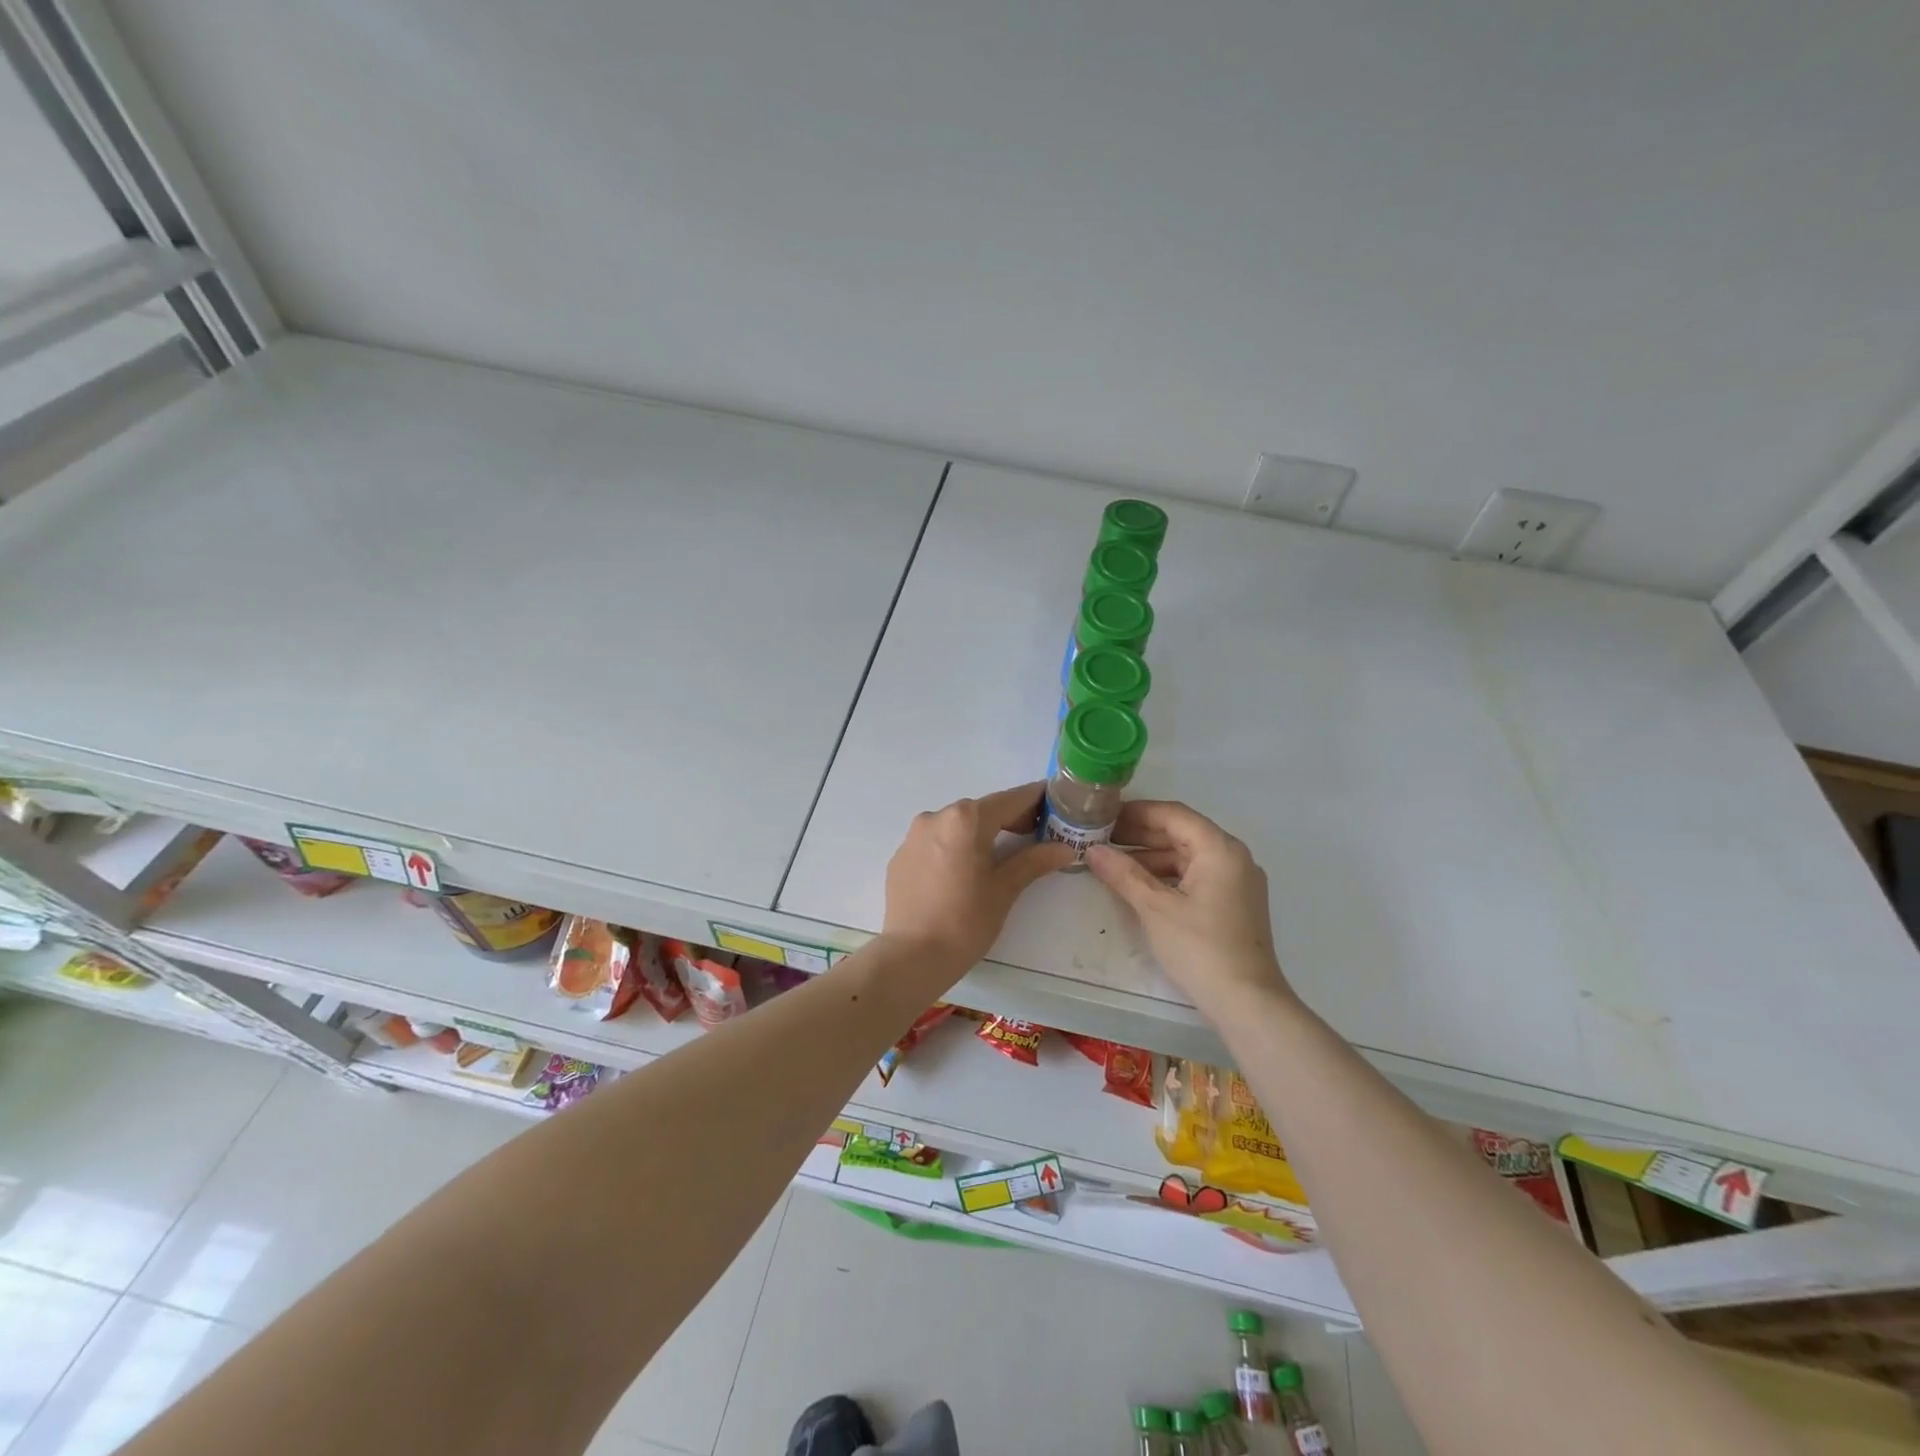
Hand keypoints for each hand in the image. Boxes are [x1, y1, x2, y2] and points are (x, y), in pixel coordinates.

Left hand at [881, 783, 1075, 983]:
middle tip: (1034, 834)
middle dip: (1008, 819)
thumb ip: (1034, 861)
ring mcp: (913, 836)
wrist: (912, 956)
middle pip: (981, 811)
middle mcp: (936, 817)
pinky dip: (953, 848)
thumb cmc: (966, 921)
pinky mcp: (900, 857)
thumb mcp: (1005, 889)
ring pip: (955, 825)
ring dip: (978, 833)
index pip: (1009, 800)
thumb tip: (1064, 848)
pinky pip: (934, 843)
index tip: (1054, 801)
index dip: (1034, 799)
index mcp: (966, 819)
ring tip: (997, 856)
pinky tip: (962, 873)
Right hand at [1085, 800, 1292, 1013]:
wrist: (1247, 1003)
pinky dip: (1167, 875)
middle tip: (1101, 837)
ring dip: (1151, 856)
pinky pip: (1196, 875)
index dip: (1136, 812)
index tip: (1104, 815)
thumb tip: (1092, 850)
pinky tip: (1139, 885)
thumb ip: (1123, 874)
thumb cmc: (1201, 948)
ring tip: (1113, 863)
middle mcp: (1233, 857)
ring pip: (1187, 855)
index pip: (1173, 814)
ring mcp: (1236, 881)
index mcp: (1220, 849)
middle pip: (1182, 832)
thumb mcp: (1155, 909)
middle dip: (1140, 834)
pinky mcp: (1234, 903)